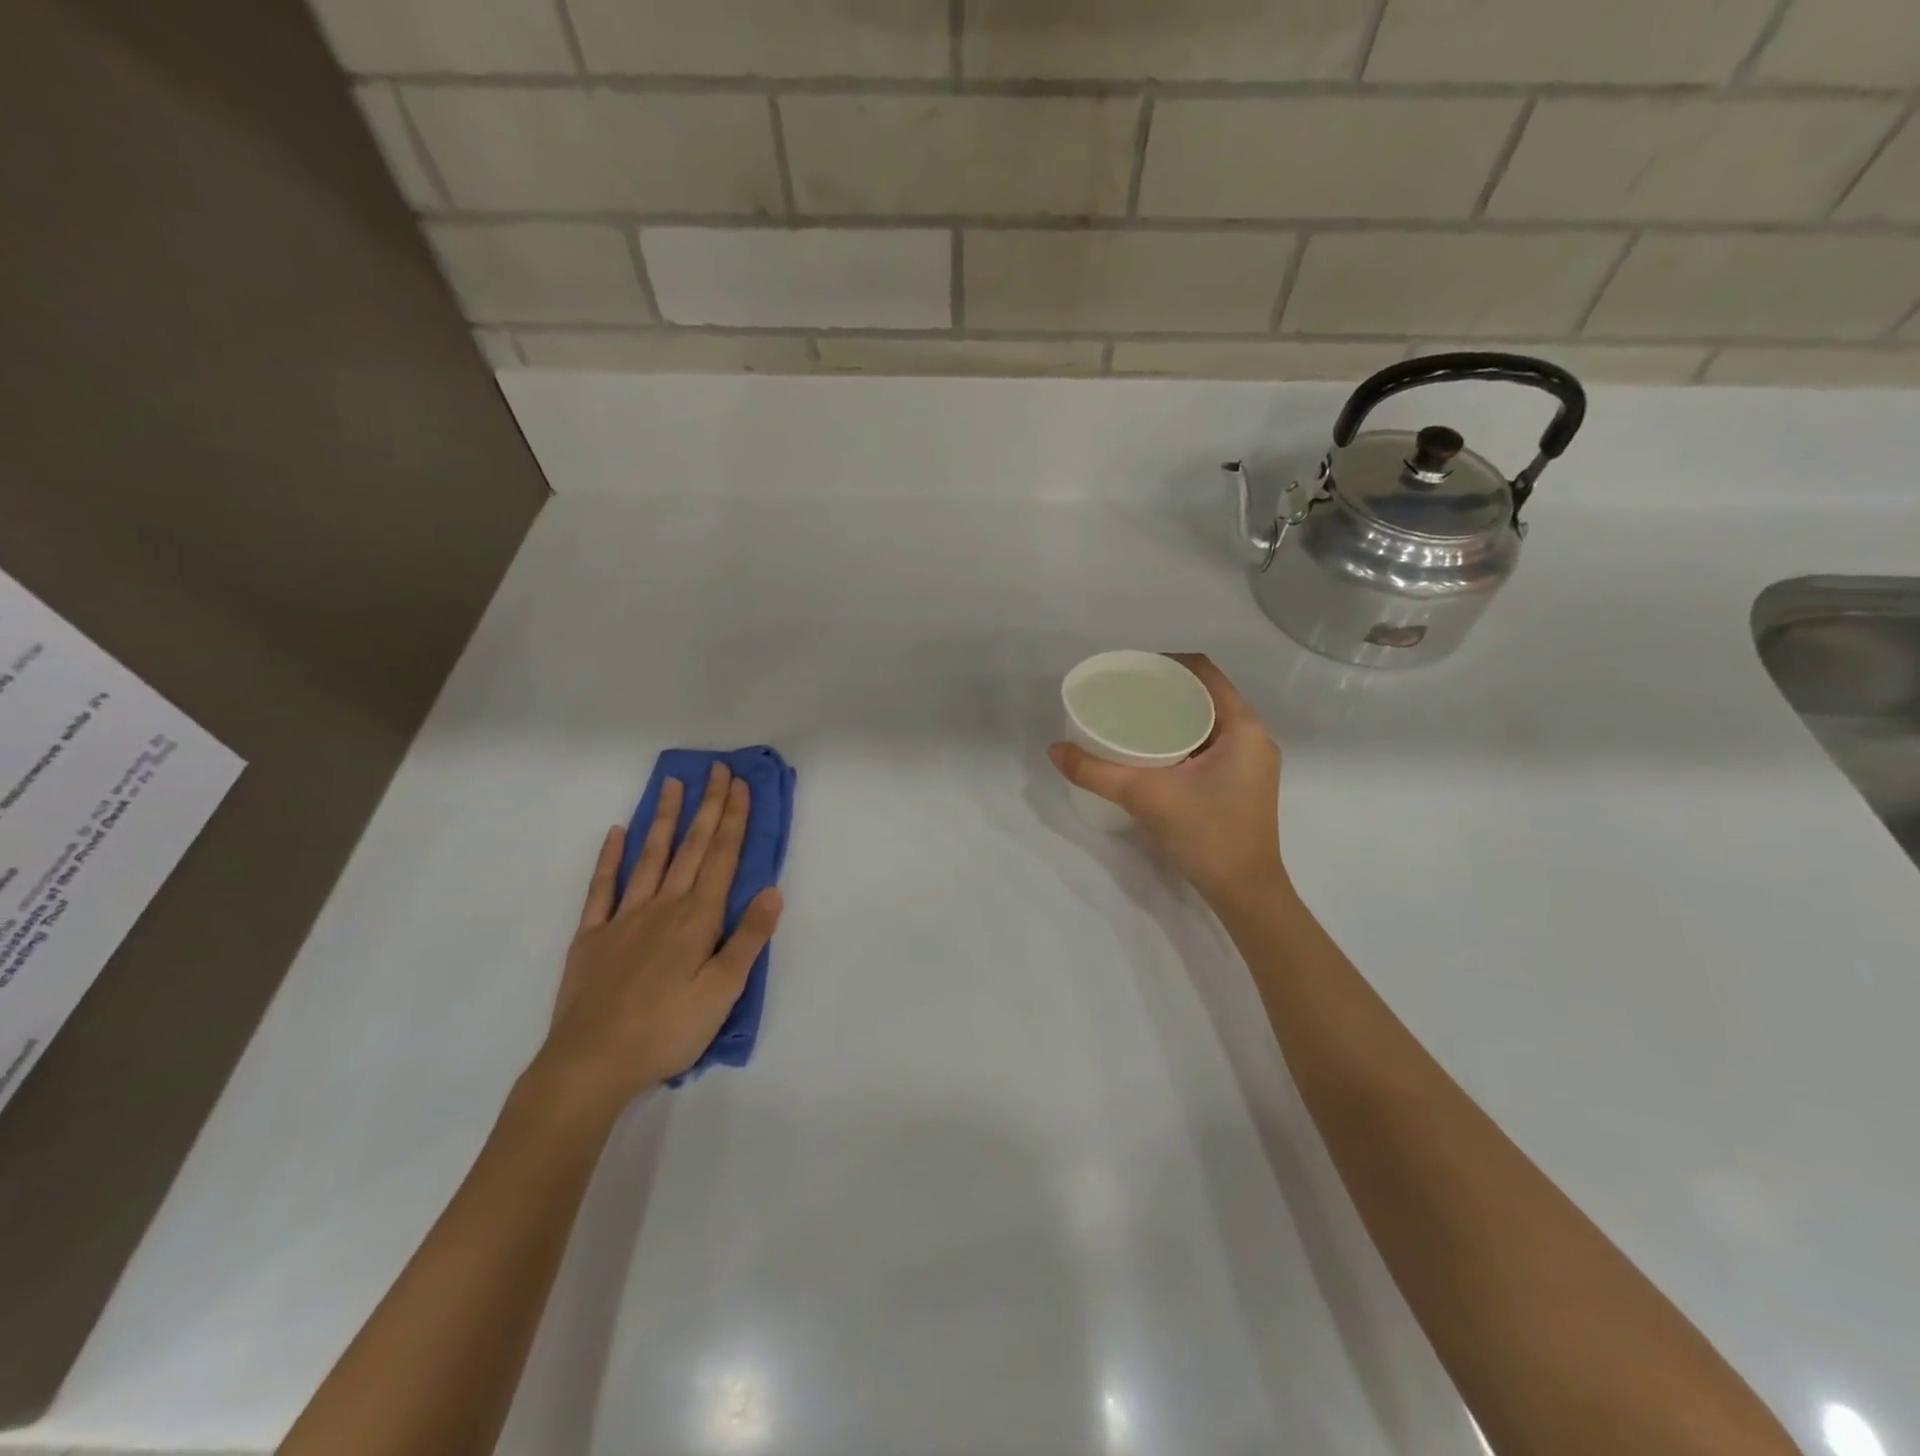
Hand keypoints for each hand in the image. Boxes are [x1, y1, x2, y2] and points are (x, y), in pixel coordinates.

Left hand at [533, 764, 782, 1115]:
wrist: (592, 1063)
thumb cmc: (668, 1030)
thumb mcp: (723, 992)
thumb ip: (748, 939)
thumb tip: (773, 892)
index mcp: (697, 919)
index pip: (722, 858)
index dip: (733, 819)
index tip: (740, 785)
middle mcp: (663, 906)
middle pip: (691, 847)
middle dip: (708, 806)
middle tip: (717, 769)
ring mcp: (623, 917)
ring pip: (651, 857)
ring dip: (665, 819)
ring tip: (672, 784)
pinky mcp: (592, 936)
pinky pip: (602, 887)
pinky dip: (610, 858)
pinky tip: (616, 833)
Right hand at [1049, 653, 1285, 908]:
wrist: (1245, 893)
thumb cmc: (1206, 835)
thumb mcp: (1146, 797)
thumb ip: (1096, 772)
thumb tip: (1054, 750)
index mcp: (1243, 727)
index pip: (1204, 672)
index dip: (1165, 663)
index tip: (1129, 672)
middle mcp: (1253, 736)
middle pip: (1205, 694)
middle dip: (1164, 689)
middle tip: (1123, 696)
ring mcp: (1251, 761)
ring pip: (1208, 720)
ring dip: (1173, 715)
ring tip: (1132, 719)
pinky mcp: (1242, 782)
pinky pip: (1210, 743)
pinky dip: (1181, 737)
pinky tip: (1152, 750)